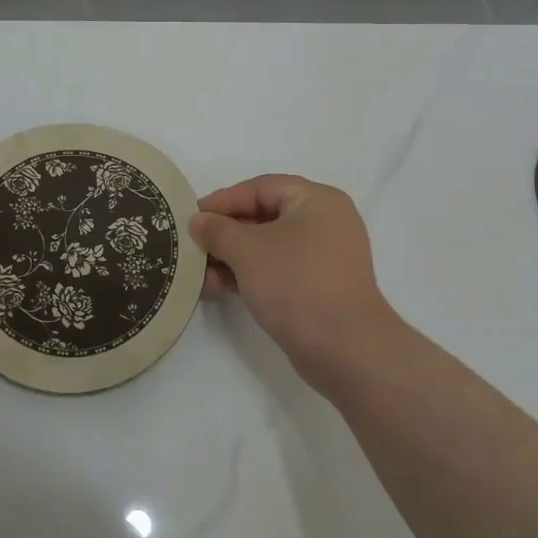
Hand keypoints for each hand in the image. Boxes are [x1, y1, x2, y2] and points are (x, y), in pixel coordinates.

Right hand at [190, 174, 403, 390]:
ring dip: (233, 257)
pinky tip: (219, 288)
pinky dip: (250, 275)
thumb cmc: (296, 284)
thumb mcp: (247, 251)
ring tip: (201, 274)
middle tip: (194, 245)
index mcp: (317, 200)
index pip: (261, 188)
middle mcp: (325, 222)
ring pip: (269, 246)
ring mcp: (325, 257)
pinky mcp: (320, 287)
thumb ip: (217, 230)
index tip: (192, 216)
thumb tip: (198, 221)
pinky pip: (278, 269)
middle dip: (225, 233)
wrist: (345, 350)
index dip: (223, 200)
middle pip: (264, 217)